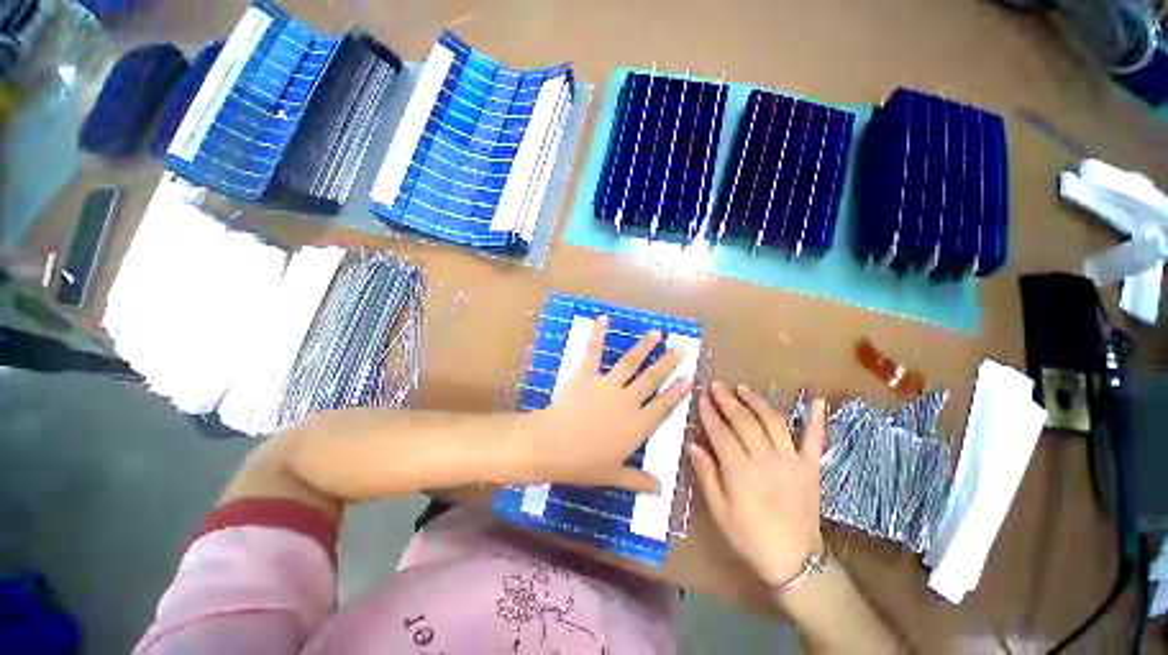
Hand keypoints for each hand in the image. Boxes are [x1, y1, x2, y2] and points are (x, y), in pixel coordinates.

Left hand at [529, 315, 692, 493]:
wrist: (553, 445)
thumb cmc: (584, 464)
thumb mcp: (614, 476)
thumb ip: (638, 480)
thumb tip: (661, 490)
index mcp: (637, 425)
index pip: (663, 406)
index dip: (677, 391)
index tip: (689, 377)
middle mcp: (628, 401)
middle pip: (653, 379)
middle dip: (668, 362)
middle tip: (681, 348)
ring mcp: (607, 385)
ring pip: (631, 363)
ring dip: (645, 347)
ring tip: (657, 333)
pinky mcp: (587, 375)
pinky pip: (593, 351)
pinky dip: (598, 334)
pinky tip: (603, 319)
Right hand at [689, 382, 826, 586]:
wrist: (795, 561)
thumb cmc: (750, 537)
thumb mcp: (719, 511)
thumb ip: (706, 474)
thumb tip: (692, 445)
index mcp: (740, 471)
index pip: (721, 433)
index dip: (709, 413)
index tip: (701, 397)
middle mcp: (765, 459)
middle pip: (744, 422)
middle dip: (728, 401)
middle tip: (717, 386)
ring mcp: (791, 461)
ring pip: (773, 422)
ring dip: (757, 402)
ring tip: (744, 388)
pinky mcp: (810, 467)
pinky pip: (815, 440)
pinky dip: (817, 419)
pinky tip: (819, 400)